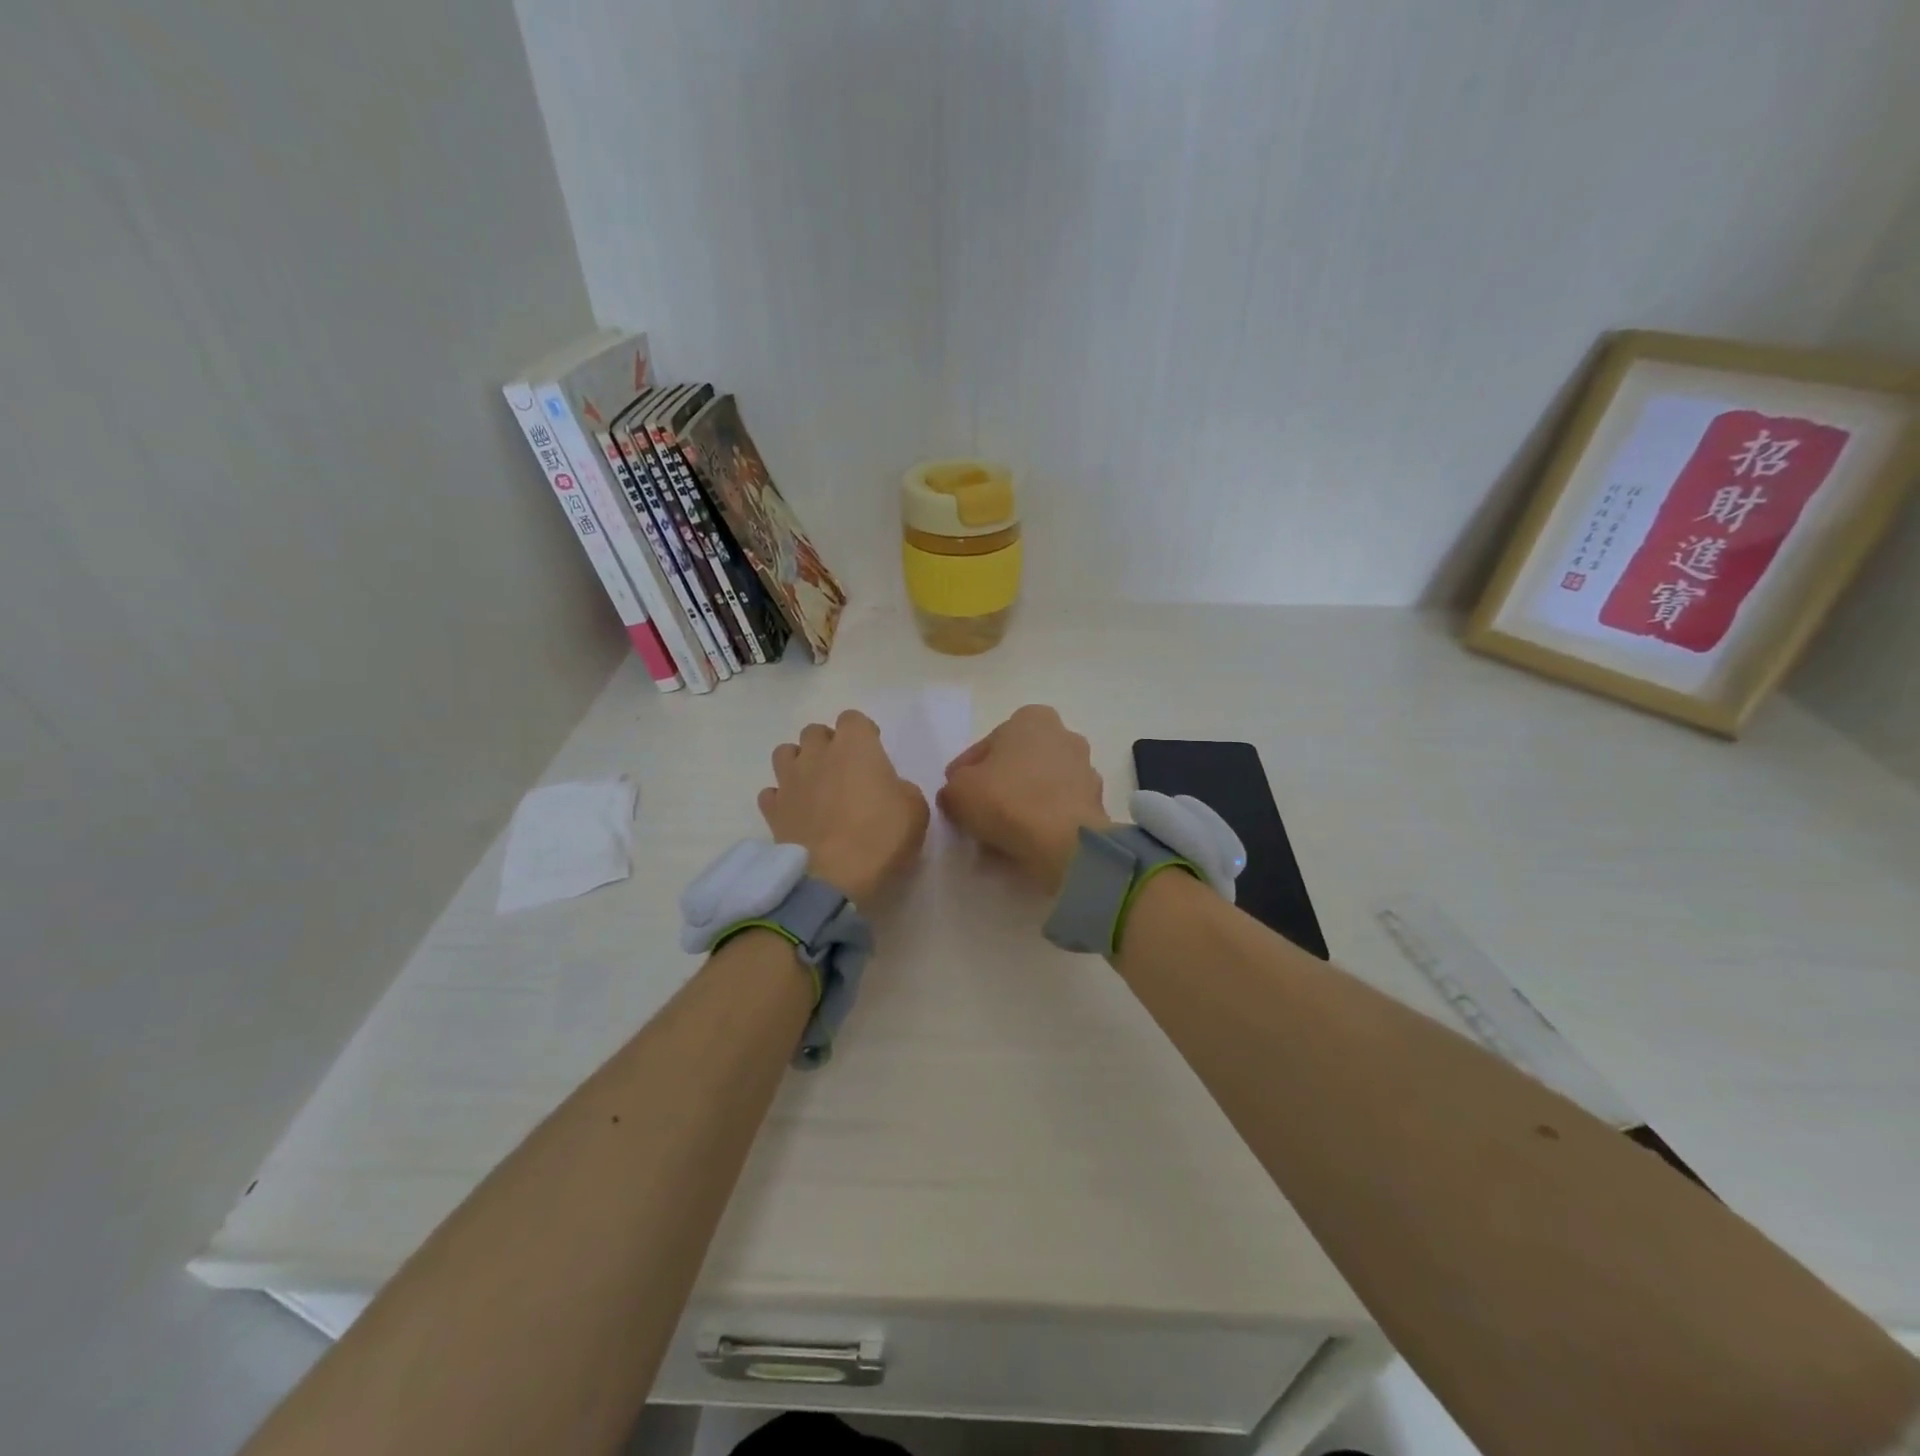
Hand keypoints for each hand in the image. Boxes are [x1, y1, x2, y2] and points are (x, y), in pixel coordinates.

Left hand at [760, 710, 929, 903]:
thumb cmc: (880, 838)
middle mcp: (817, 755)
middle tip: (845, 770)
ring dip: (800, 763)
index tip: (874, 751)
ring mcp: (790, 781)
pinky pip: (772, 793)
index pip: (853, 718)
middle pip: (815, 732)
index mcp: (855, 746)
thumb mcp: (915, 810)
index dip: (864, 732)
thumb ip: (902, 789)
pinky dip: (782, 798)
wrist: (832, 879)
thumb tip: (890, 789)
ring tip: (815, 785)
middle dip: (828, 744)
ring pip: (785, 753)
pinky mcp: (772, 810)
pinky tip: (796, 812)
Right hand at [937, 705, 1110, 891]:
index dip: (965, 771)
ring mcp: (1085, 769)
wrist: (1065, 841)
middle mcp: (1064, 735)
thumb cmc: (1007, 800)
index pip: (987, 744)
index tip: (956, 794)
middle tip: (977, 811)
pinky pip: (1058, 809)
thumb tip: (957, 794)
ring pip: (1040, 785)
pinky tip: (1024, 841)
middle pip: (1018, 762)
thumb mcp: (958, 791)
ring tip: (1000, 832)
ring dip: (1022, 802)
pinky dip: (1042, 820)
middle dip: (999, 783)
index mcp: (1032, 718)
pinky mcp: (1096, 802)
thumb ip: (953, 787)